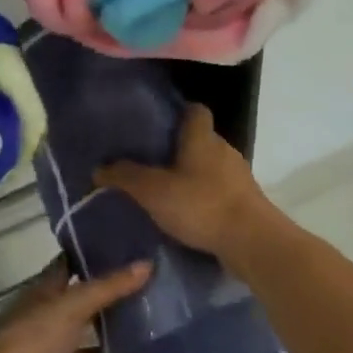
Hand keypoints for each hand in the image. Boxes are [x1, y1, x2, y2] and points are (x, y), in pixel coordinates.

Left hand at [0, 259, 151, 352]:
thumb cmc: (29, 345)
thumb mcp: (69, 309)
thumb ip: (107, 289)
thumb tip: (147, 263)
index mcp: (42, 298)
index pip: (69, 268)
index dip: (94, 258)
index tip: (130, 249)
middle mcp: (48, 328)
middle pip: (85, 312)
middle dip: (116, 307)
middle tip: (159, 295)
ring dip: (119, 352)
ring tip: (161, 341)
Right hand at [94, 104, 272, 256]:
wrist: (253, 242)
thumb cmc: (201, 205)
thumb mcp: (153, 191)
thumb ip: (125, 177)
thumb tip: (99, 168)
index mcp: (202, 137)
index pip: (195, 110)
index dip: (178, 113)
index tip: (156, 125)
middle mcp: (223, 149)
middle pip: (200, 139)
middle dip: (178, 148)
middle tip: (151, 161)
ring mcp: (238, 176)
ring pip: (210, 166)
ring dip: (192, 175)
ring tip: (165, 190)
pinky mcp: (246, 201)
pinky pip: (219, 191)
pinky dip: (204, 197)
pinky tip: (187, 214)